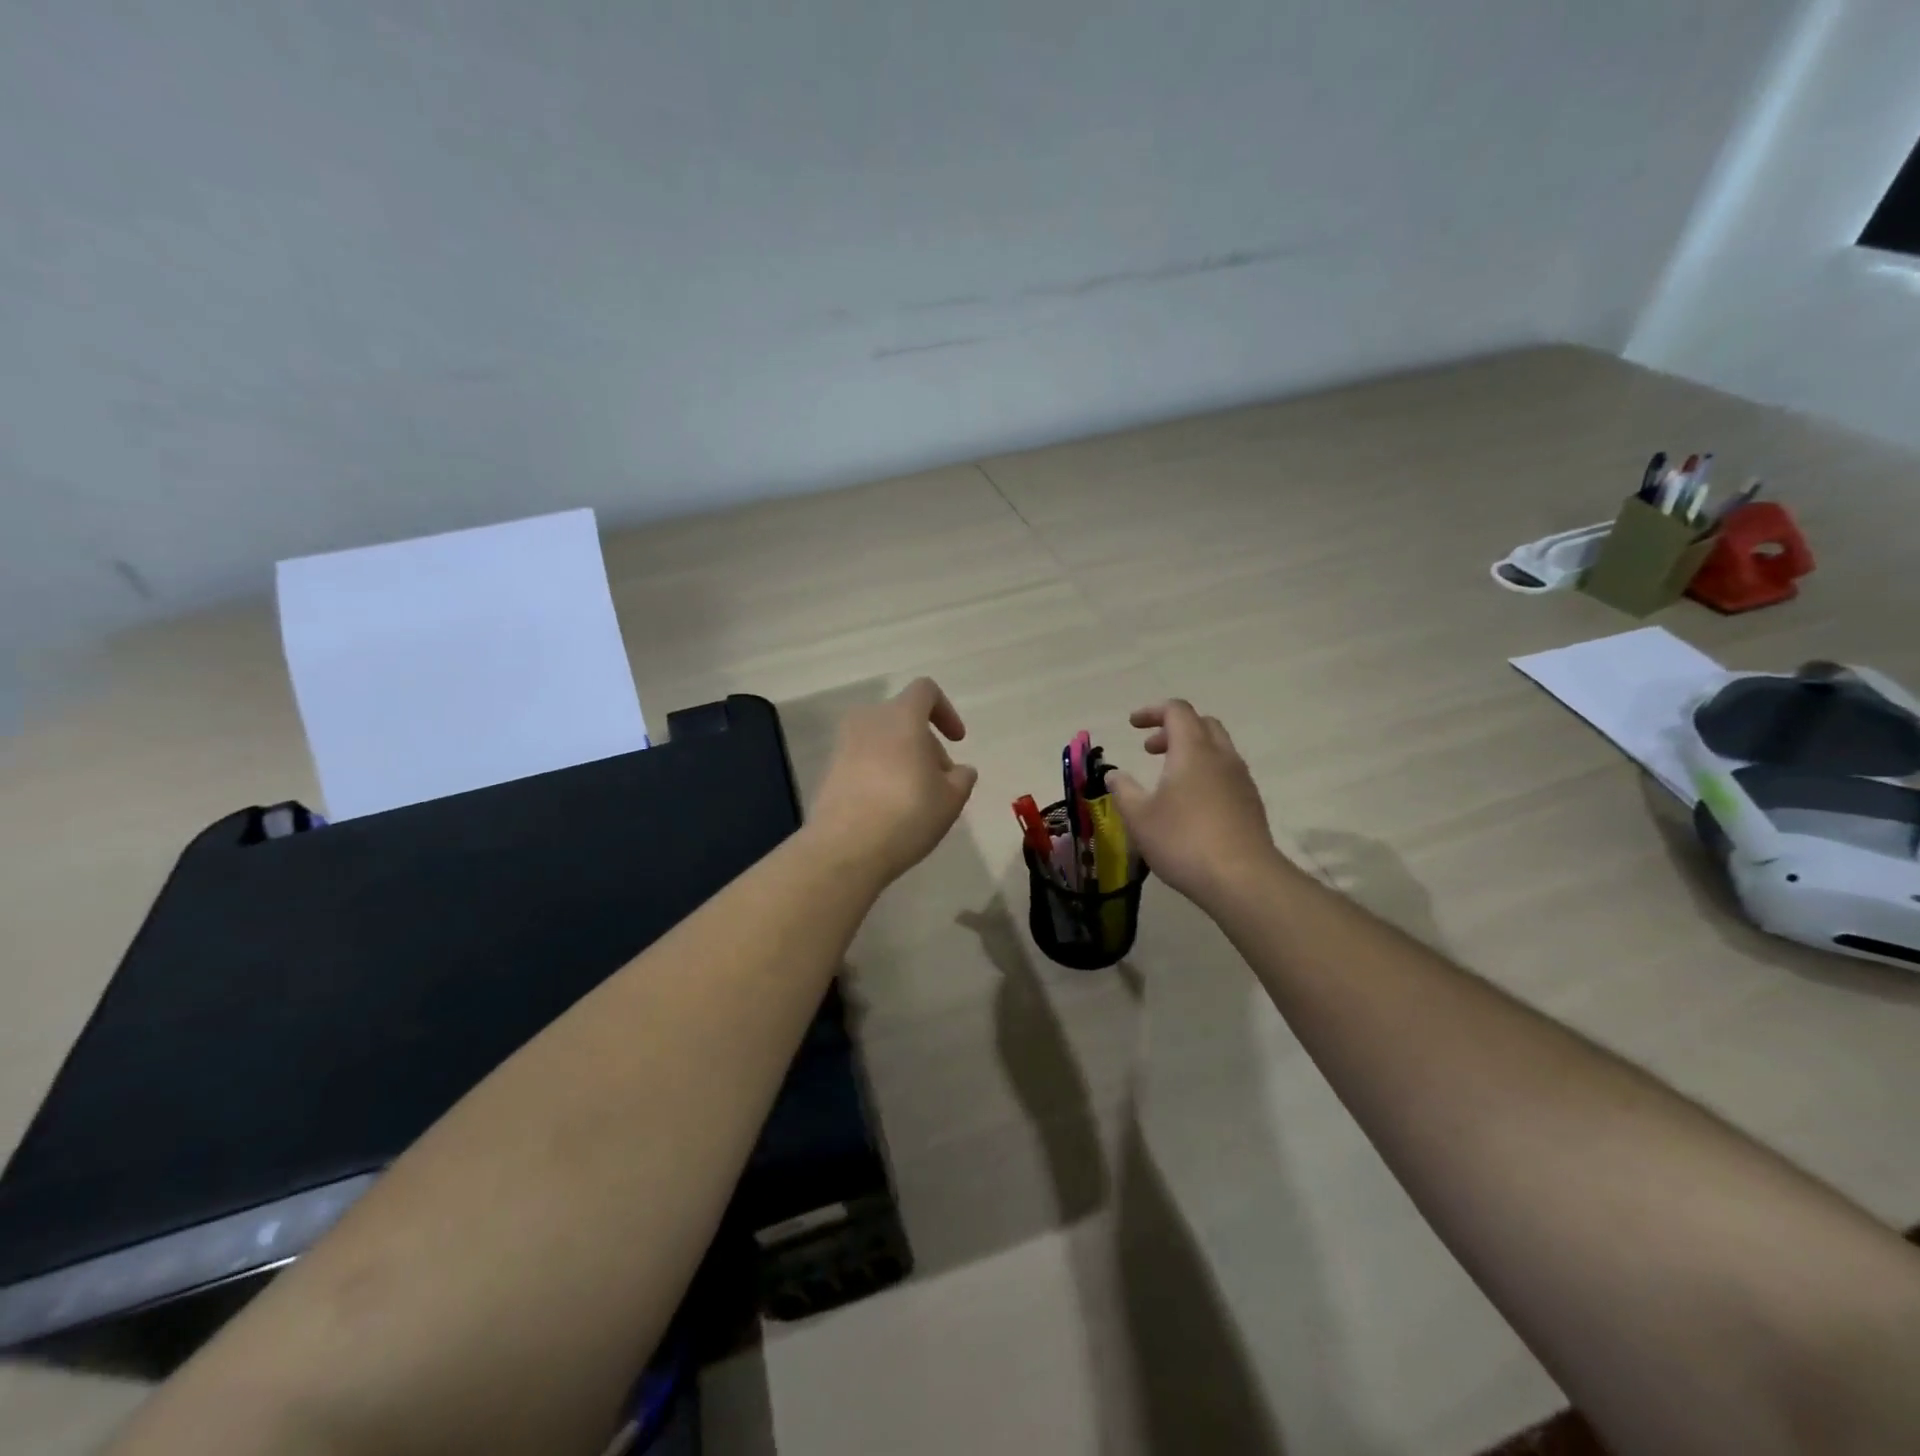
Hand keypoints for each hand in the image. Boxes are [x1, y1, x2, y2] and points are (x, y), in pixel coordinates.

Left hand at [806, 678, 978, 889]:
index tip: (957, 741)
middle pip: (904, 717)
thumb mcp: (951, 799)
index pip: (925, 690)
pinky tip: (889, 806)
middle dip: (926, 743)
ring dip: (902, 757)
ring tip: (916, 795)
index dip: (946, 711)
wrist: (845, 848)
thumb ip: (962, 777)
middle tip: (940, 780)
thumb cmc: (908, 814)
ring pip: (882, 739)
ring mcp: (843, 744)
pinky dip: (879, 771)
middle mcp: (868, 720)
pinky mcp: (829, 769)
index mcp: (901, 716)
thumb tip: (959, 770)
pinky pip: (863, 759)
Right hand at [1107, 700, 1282, 908]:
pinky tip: (1191, 803)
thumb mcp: (1139, 817)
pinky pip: (1226, 773)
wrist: (1242, 879)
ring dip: (1190, 751)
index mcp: (1193, 750)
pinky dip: (1205, 772)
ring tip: (1168, 778)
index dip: (1152, 711)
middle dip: (1173, 729)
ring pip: (1217, 748)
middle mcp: (1221, 756)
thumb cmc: (1183, 840)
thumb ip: (1123, 790)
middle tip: (1150, 749)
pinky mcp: (1251, 803)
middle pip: (1202, 724)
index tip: (1132, 725)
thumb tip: (1114, 774)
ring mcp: (1241, 780)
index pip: (1177, 711)